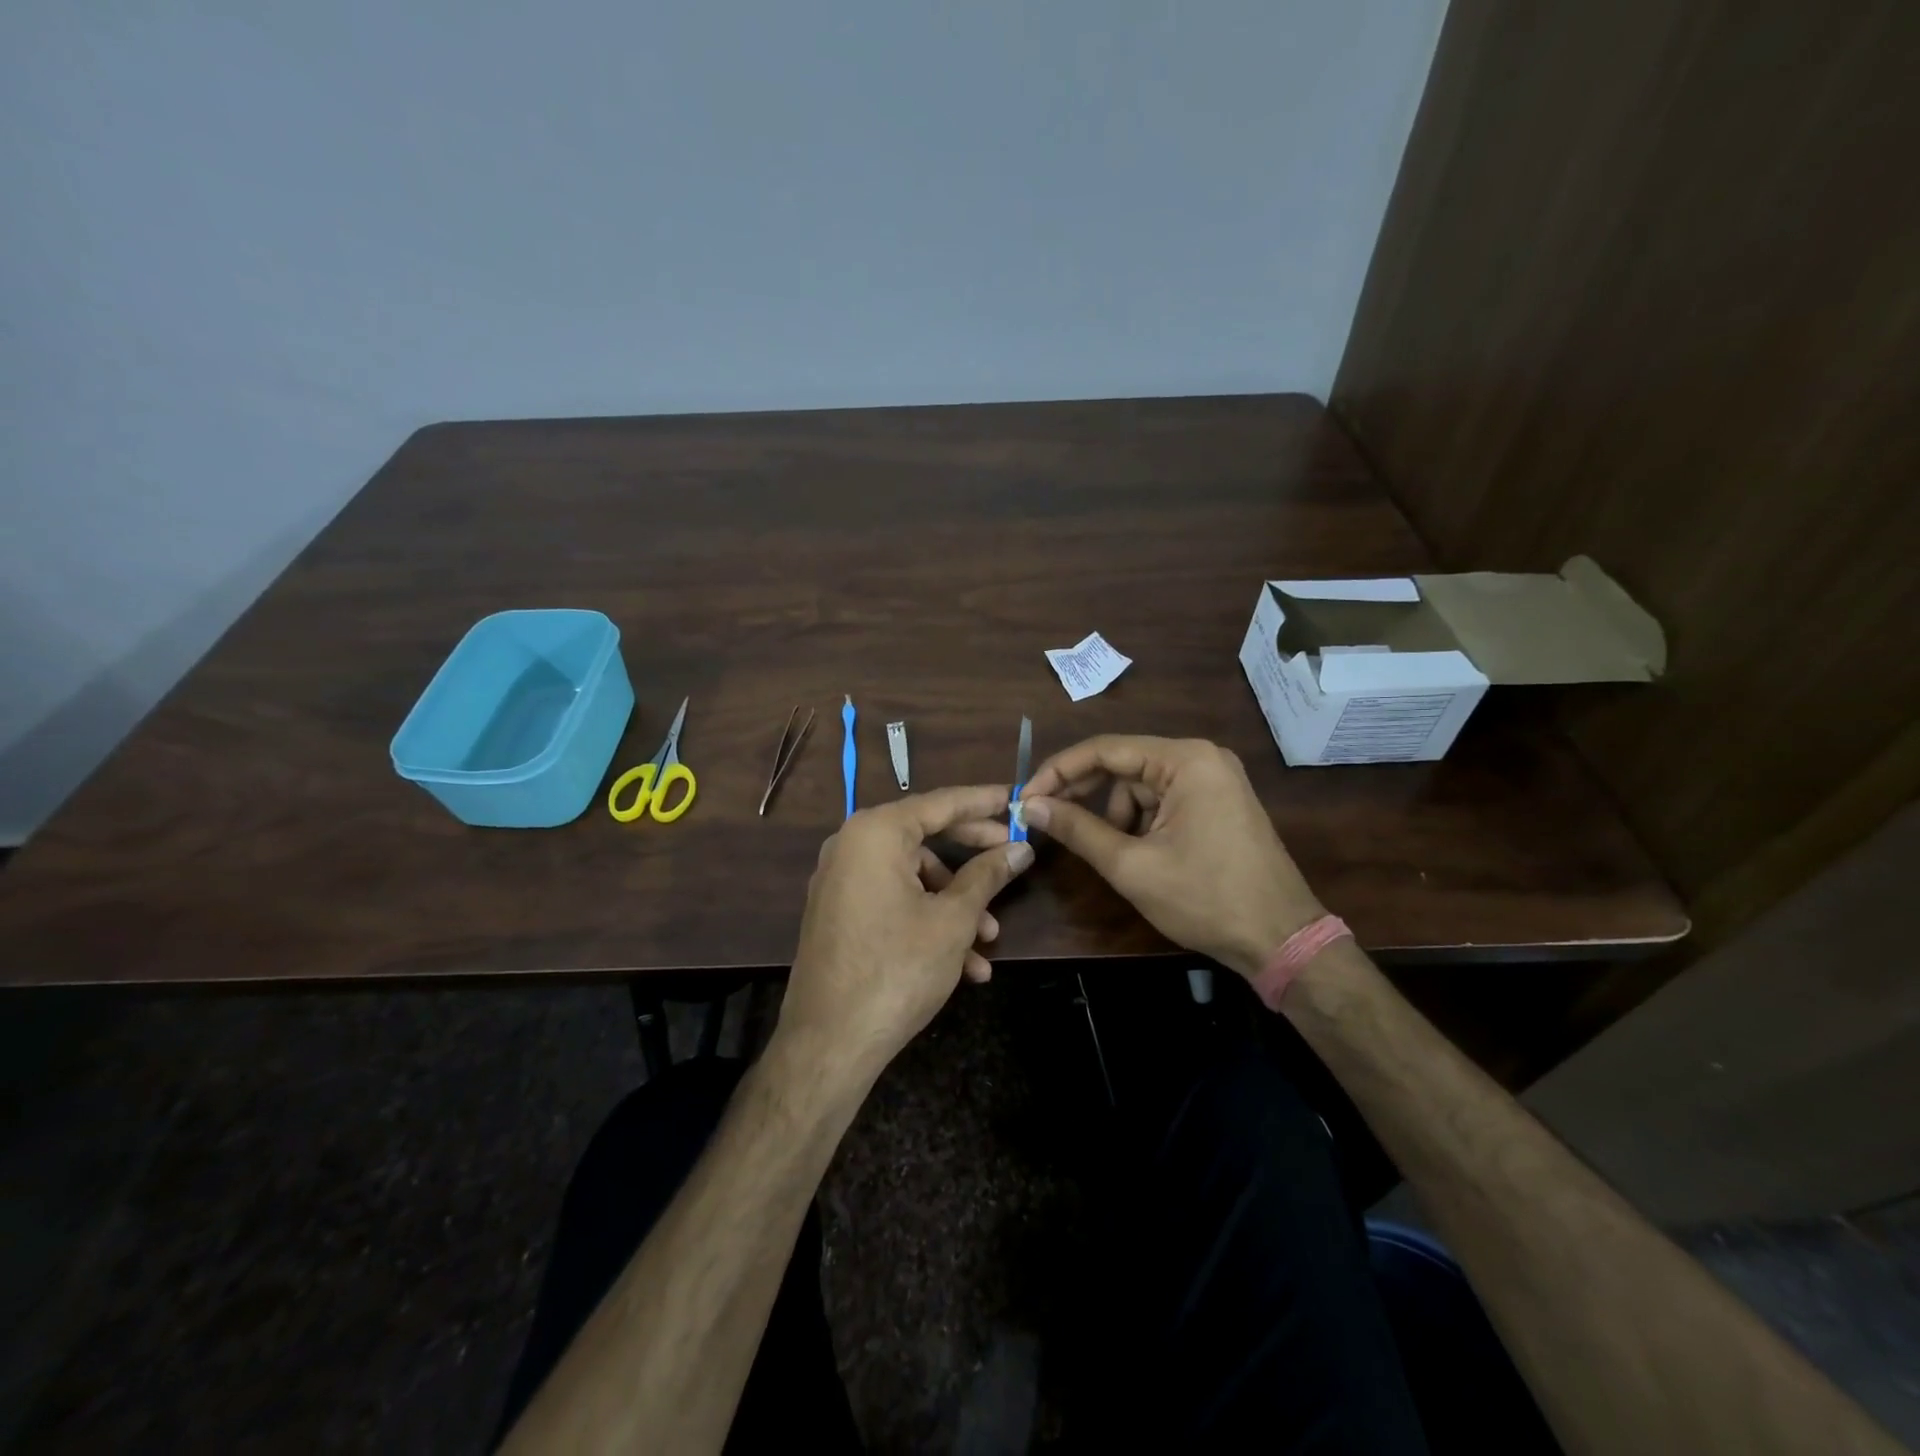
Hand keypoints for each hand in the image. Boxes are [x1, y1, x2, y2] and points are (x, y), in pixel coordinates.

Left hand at [778, 786, 1033, 1083]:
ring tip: (989, 940)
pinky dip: (927, 921)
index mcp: (876, 833)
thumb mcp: (953, 919)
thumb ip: (987, 875)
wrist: (830, 1042)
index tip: (1016, 798)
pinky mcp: (840, 914)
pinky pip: (892, 901)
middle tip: (1012, 857)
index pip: (940, 802)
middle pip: (925, 837)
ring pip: (913, 878)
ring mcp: (841, 881)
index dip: (983, 801)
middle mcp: (852, 846)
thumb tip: (1020, 848)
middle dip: (973, 856)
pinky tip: (964, 965)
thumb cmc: (898, 968)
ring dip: (955, 904)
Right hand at [1021, 736, 1322, 979]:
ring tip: (1114, 855)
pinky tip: (1139, 854)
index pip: (1105, 749)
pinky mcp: (1218, 802)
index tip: (1025, 797)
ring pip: (1140, 786)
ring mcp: (1214, 779)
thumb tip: (1030, 805)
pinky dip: (1141, 823)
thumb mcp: (1132, 866)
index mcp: (1185, 760)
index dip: (1059, 771)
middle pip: (1123, 764)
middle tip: (1045, 818)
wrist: (1282, 940)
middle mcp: (1201, 757)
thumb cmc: (1205, 899)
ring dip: (1115, 815)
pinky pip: (1163, 800)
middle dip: (1084, 793)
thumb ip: (1077, 829)